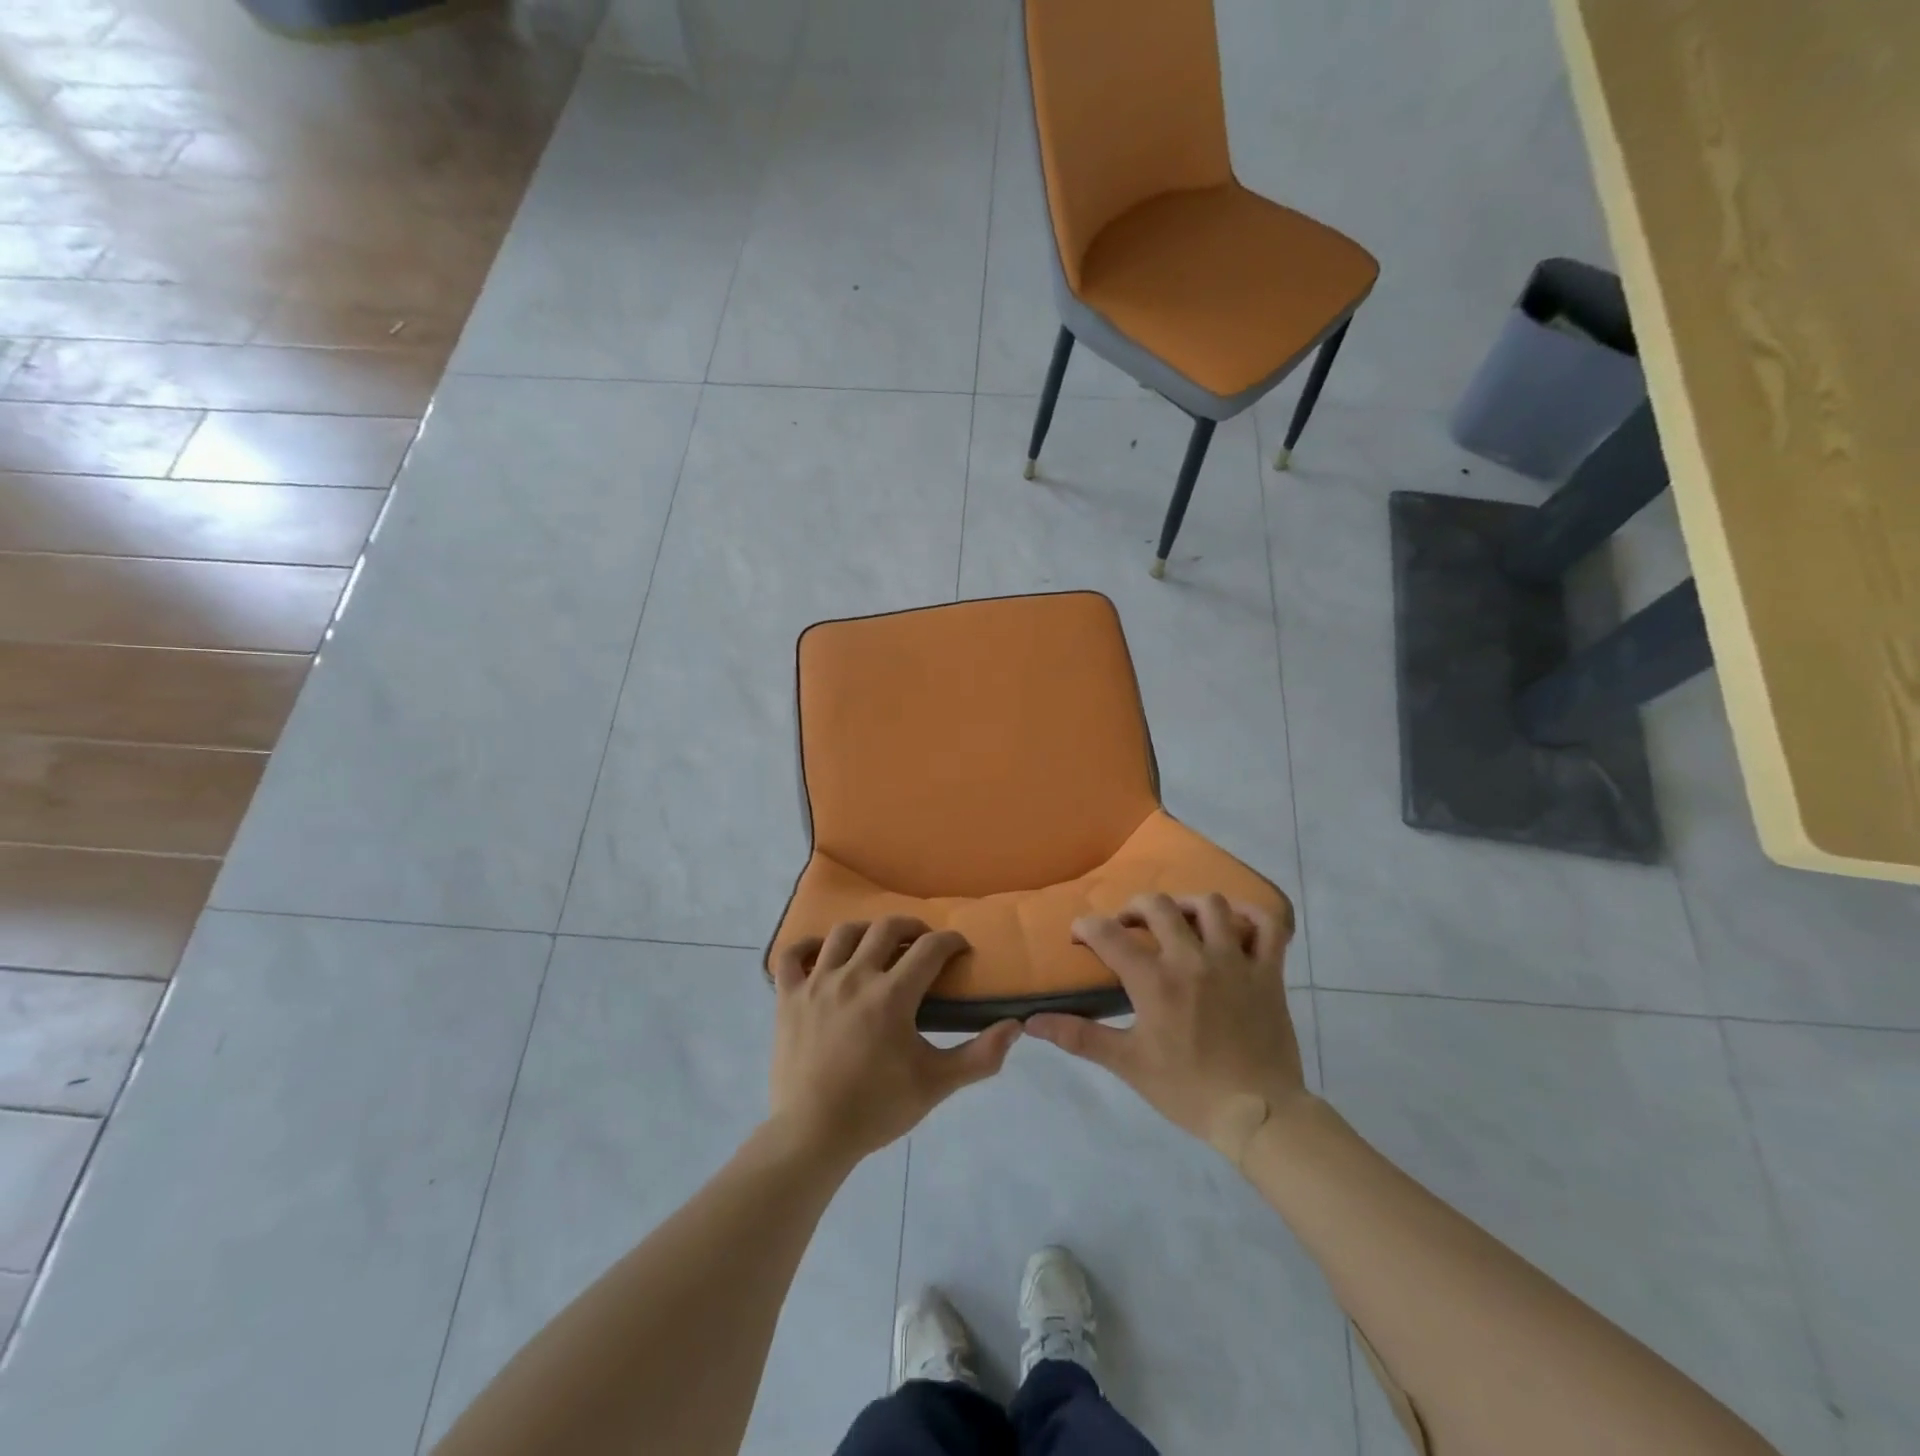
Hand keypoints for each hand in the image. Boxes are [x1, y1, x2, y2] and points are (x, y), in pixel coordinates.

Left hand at [769, 917, 1020, 1167]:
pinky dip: (806, 946)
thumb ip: (980, 1056)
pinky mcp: (788, 997)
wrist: (812, 1135)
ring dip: (866, 931)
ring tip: (877, 944)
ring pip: (842, 933)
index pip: (930, 949)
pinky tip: (821, 953)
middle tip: (923, 943)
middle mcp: (854, 977)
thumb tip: (1015, 1026)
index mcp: (891, 995)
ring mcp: (816, 983)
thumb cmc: (877, 1108)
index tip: (960, 949)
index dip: (951, 941)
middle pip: (886, 928)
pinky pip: (792, 956)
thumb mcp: (937, 1084)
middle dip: (912, 928)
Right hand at [1025, 892, 1307, 1164]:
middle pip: (1157, 906)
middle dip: (1133, 908)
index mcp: (1154, 980)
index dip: (1086, 927)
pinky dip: (1253, 915)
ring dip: (1187, 906)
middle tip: (1128, 927)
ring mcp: (1234, 961)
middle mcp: (1192, 958)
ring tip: (1179, 922)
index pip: (1108, 934)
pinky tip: (1236, 922)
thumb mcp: (1128, 1063)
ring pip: (1211, 905)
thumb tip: (1031, 1022)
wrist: (1258, 1115)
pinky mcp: (1268, 971)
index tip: (1079, 936)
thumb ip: (1079, 1036)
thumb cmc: (1188, 1090)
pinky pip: (1268, 926)